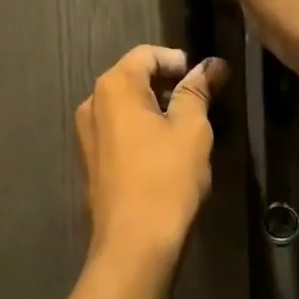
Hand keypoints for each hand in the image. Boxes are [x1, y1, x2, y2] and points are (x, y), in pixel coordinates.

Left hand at [75, 45, 228, 266]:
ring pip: (126, 104)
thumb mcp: (192, 129)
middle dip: (169, 84)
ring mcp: (87, 132)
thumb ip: (198, 90)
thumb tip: (212, 64)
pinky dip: (142, 129)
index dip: (180, 61)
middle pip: (134, 76)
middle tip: (202, 104)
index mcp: (115, 86)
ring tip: (187, 129)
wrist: (134, 244)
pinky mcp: (91, 159)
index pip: (148, 54)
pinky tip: (165, 152)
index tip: (206, 81)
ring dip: (156, 108)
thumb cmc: (167, 178)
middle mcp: (93, 102)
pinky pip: (118, 129)